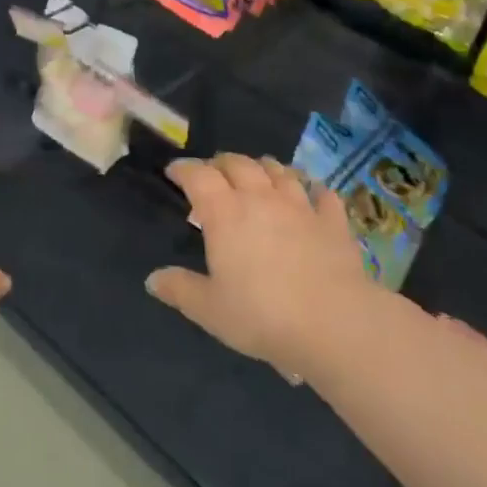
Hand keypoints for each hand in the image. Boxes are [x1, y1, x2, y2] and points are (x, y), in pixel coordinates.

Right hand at [146, 154, 372, 378]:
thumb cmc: (262, 315)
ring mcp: (300, 205)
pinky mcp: (332, 220)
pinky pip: (322, 193)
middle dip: (221, 163)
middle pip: (238, 163)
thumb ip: (180, 289)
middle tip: (213, 173)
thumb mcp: (210, 310)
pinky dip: (312, 188)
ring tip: (258, 174)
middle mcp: (260, 198)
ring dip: (263, 167)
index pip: (198, 175)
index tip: (174, 172)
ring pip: (278, 170)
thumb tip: (152, 279)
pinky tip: (311, 193)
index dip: (183, 169)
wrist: (334, 323)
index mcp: (224, 213)